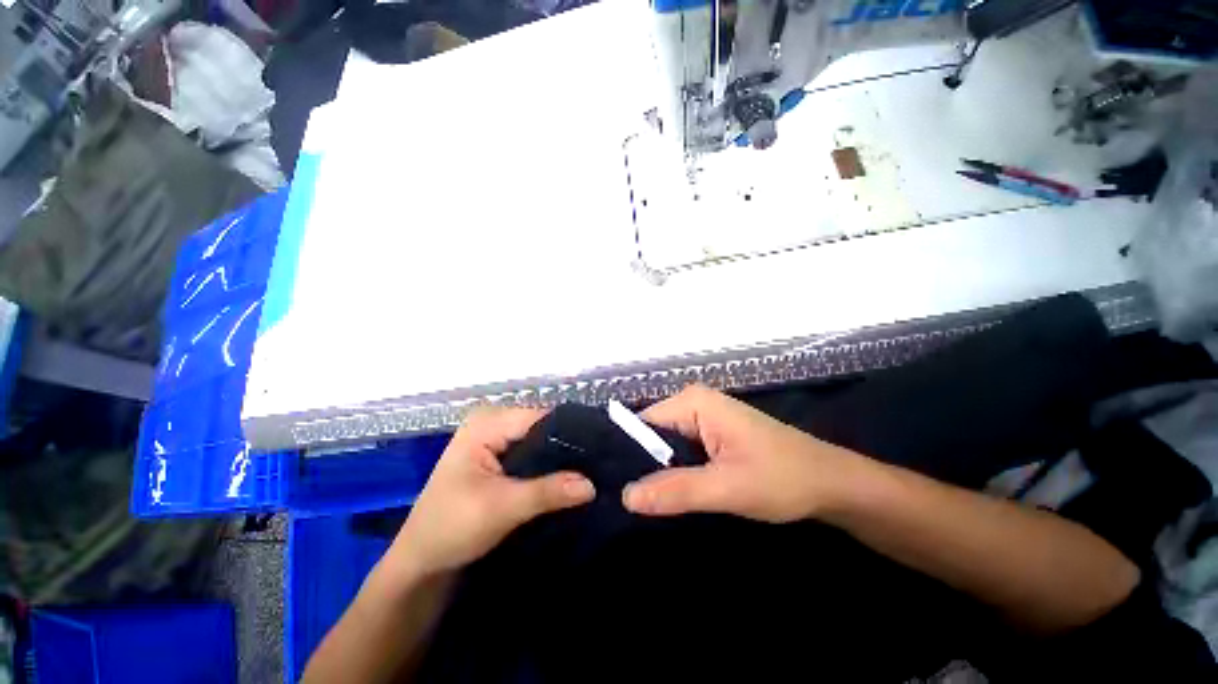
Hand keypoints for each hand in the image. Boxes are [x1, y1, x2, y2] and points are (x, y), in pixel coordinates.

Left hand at [388, 408, 595, 577]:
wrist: (421, 563)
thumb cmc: (451, 529)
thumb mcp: (502, 508)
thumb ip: (548, 492)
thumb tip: (593, 484)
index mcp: (487, 421)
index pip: (541, 416)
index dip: (571, 432)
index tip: (600, 450)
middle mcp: (492, 422)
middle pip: (542, 427)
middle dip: (568, 447)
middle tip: (599, 464)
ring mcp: (495, 439)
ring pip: (539, 441)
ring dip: (561, 459)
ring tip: (592, 471)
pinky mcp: (499, 457)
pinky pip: (532, 454)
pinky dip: (549, 467)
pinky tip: (570, 478)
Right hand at [623, 385, 860, 522]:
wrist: (831, 484)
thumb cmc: (783, 478)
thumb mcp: (728, 487)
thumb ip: (677, 490)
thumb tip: (625, 496)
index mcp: (693, 402)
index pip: (643, 424)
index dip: (627, 455)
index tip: (612, 489)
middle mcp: (694, 403)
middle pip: (652, 434)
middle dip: (641, 466)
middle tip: (624, 503)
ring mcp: (704, 419)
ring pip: (666, 446)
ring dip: (657, 472)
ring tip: (642, 504)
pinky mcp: (712, 435)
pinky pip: (681, 451)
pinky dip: (674, 472)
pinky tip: (667, 495)